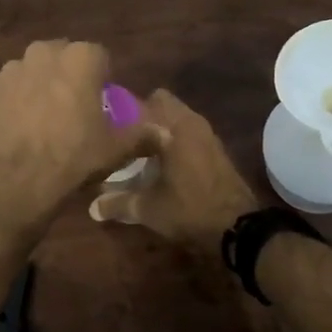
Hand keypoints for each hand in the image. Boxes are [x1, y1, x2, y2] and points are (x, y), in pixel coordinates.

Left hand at [0, 41, 164, 237]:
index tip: (101, 104)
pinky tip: (16, 131)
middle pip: (61, 59)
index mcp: (80, 58)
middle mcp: (43, 53)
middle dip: (67, 78)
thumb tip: (165, 131)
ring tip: (41, 123)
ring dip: (38, 88)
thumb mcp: (117, 148)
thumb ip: (143, 133)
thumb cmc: (74, 156)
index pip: (99, 57)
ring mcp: (9, 70)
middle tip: (72, 111)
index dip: (102, 80)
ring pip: (30, 73)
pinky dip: (11, 105)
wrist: (14, 181)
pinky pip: (5, 93)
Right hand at [88, 88, 260, 258]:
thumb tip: (92, 208)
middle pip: (160, 103)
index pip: (139, 103)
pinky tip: (161, 162)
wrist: (238, 228)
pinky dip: (174, 140)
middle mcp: (190, 122)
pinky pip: (188, 132)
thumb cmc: (189, 209)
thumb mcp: (148, 208)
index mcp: (172, 127)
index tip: (104, 124)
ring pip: (176, 117)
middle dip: (141, 115)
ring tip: (137, 149)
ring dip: (159, 127)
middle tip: (120, 136)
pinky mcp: (216, 149)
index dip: (119, 111)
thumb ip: (118, 203)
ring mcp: (207, 134)